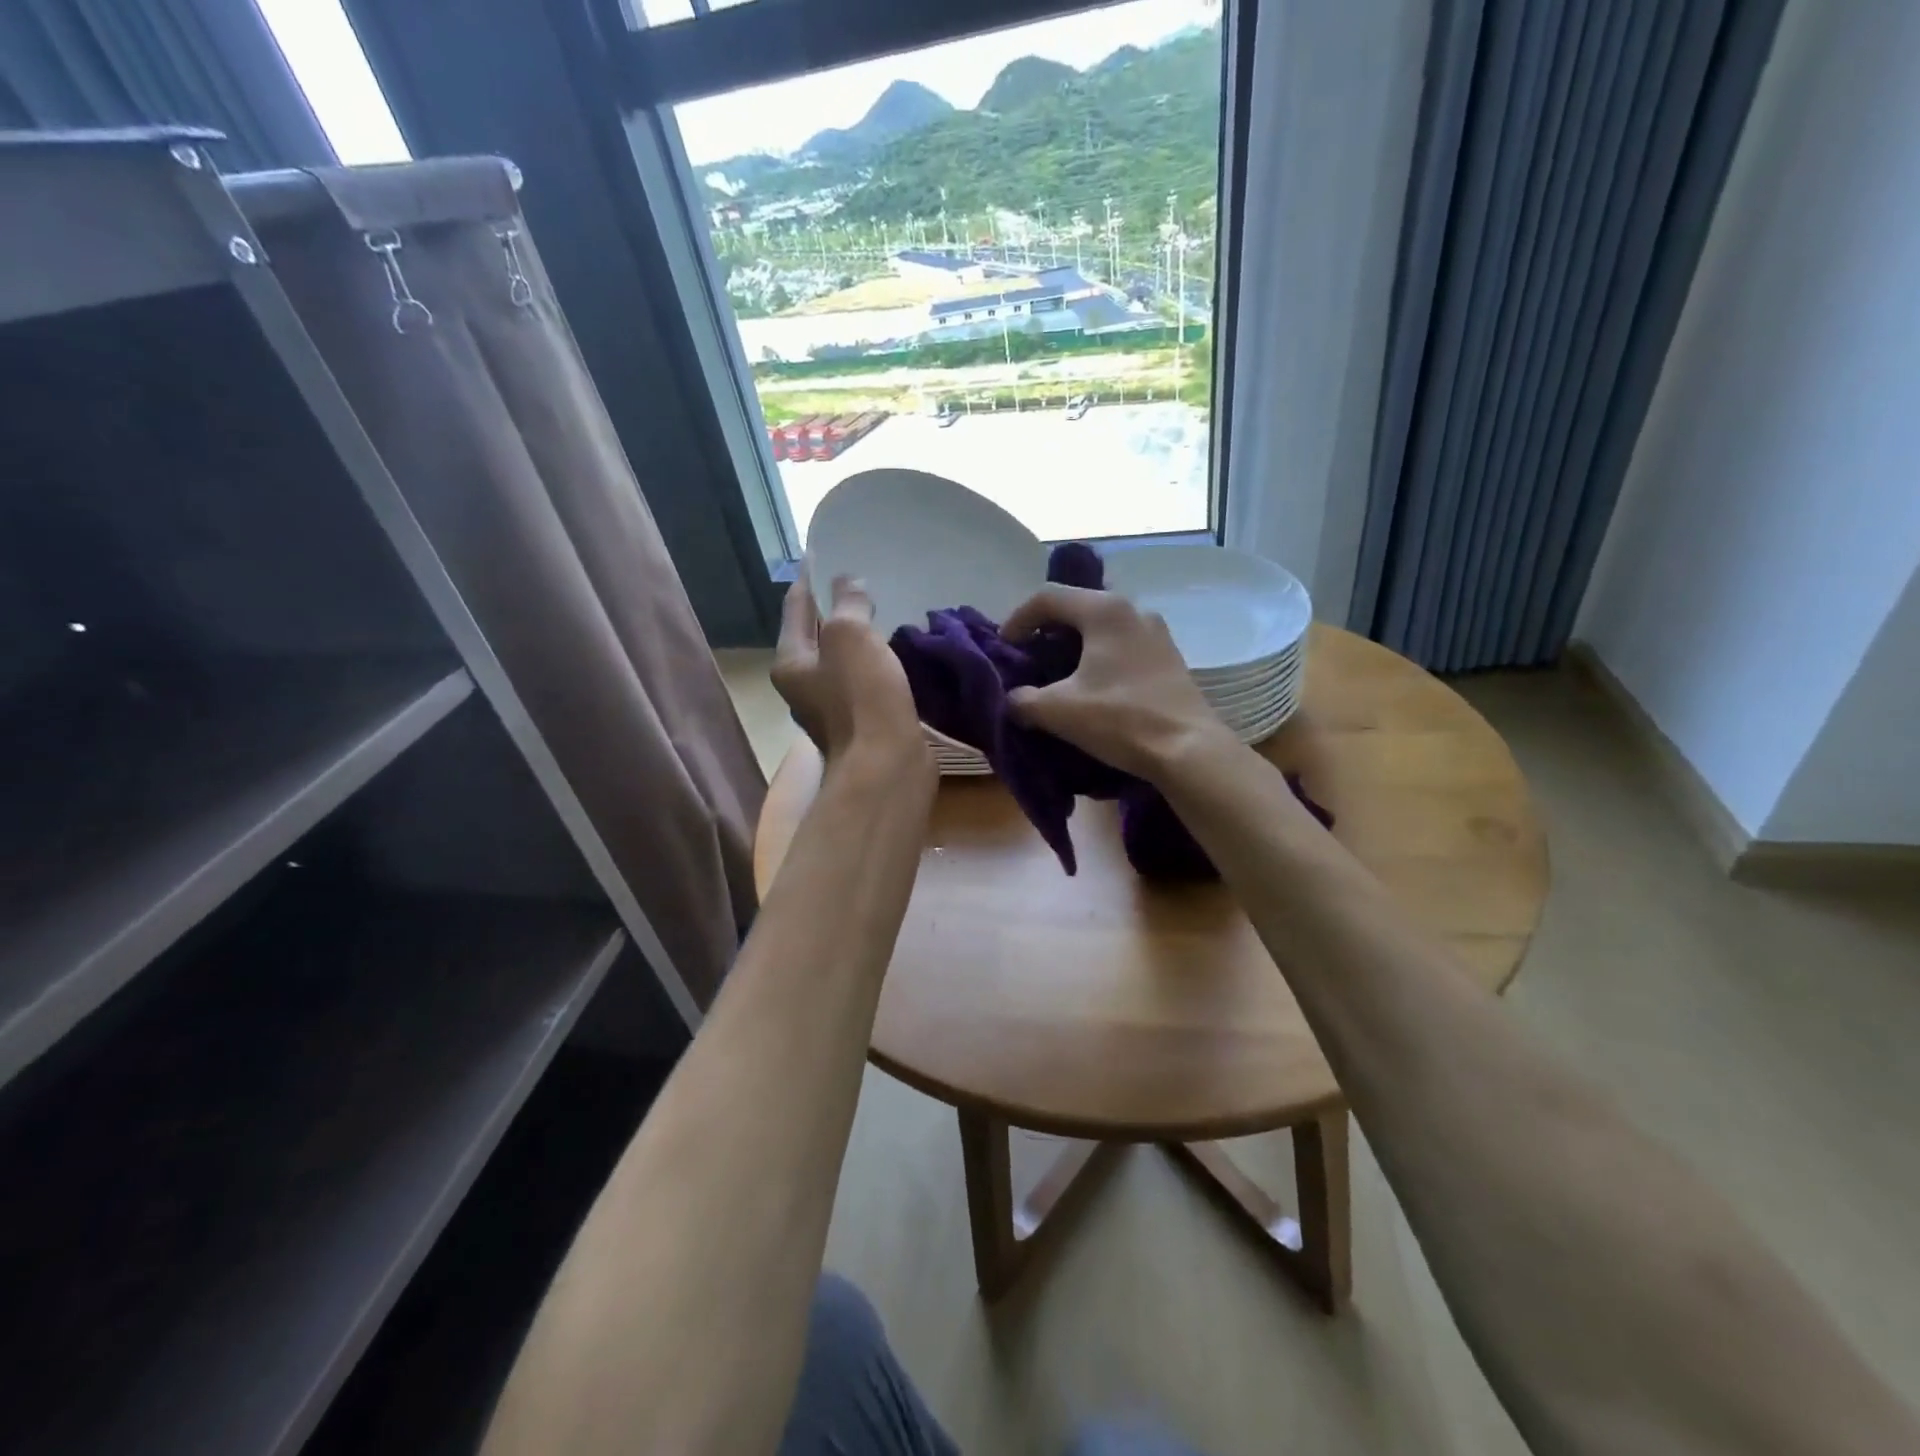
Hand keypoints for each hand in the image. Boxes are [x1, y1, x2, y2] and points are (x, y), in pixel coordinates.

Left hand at [773, 573, 930, 780]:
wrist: (887, 766)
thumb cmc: (862, 696)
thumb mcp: (851, 636)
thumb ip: (848, 603)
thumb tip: (849, 583)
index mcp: (791, 662)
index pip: (796, 606)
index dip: (811, 577)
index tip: (824, 552)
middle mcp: (805, 685)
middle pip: (817, 634)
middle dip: (835, 607)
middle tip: (860, 578)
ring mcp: (834, 707)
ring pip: (845, 659)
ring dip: (860, 636)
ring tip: (882, 608)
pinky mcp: (864, 723)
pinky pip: (867, 681)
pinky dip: (878, 662)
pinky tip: (898, 650)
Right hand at [1000, 585, 1234, 781]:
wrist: (1189, 750)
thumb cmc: (1120, 719)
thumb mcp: (1058, 711)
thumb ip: (1022, 699)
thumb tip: (1012, 699)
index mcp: (1105, 610)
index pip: (1048, 597)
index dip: (1017, 619)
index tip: (1003, 648)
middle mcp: (1134, 610)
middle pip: (1076, 607)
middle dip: (1045, 631)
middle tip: (1026, 659)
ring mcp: (1156, 632)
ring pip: (1101, 627)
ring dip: (1072, 646)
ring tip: (1055, 675)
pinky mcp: (1169, 657)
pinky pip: (1122, 645)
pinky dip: (1097, 657)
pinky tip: (1090, 687)